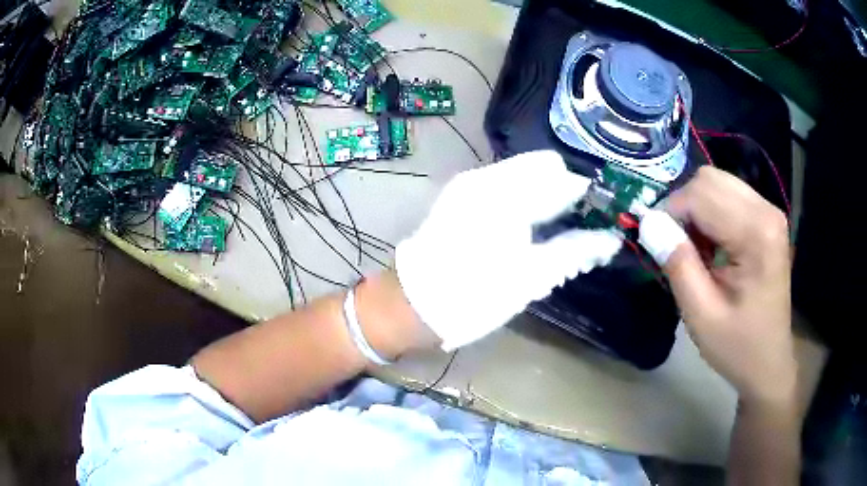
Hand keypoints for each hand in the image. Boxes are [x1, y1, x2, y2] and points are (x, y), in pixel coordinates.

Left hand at [396, 151, 621, 350]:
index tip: (599, 215)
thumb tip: (609, 239)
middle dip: (565, 191)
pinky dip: (524, 198)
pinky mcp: (460, 195)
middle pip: (542, 166)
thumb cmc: (473, 295)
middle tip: (577, 225)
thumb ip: (574, 251)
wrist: (411, 304)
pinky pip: (505, 184)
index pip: (560, 175)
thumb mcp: (530, 278)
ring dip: (545, 194)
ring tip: (555, 229)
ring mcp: (470, 183)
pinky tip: (528, 227)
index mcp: (506, 194)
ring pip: (524, 174)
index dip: (585, 193)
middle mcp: (486, 177)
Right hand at [650, 167, 795, 405]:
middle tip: (673, 246)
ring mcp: (769, 212)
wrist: (768, 361)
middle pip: (710, 179)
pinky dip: (710, 213)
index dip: (670, 212)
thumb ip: (678, 265)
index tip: (654, 242)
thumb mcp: (701, 315)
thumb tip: (648, 223)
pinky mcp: (766, 219)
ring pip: (717, 182)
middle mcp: (766, 211)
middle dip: (683, 206)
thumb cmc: (737, 346)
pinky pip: (728, 196)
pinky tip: (710, 245)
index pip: (701, 194)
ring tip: (693, 248)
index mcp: (756, 233)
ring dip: (696, 209)